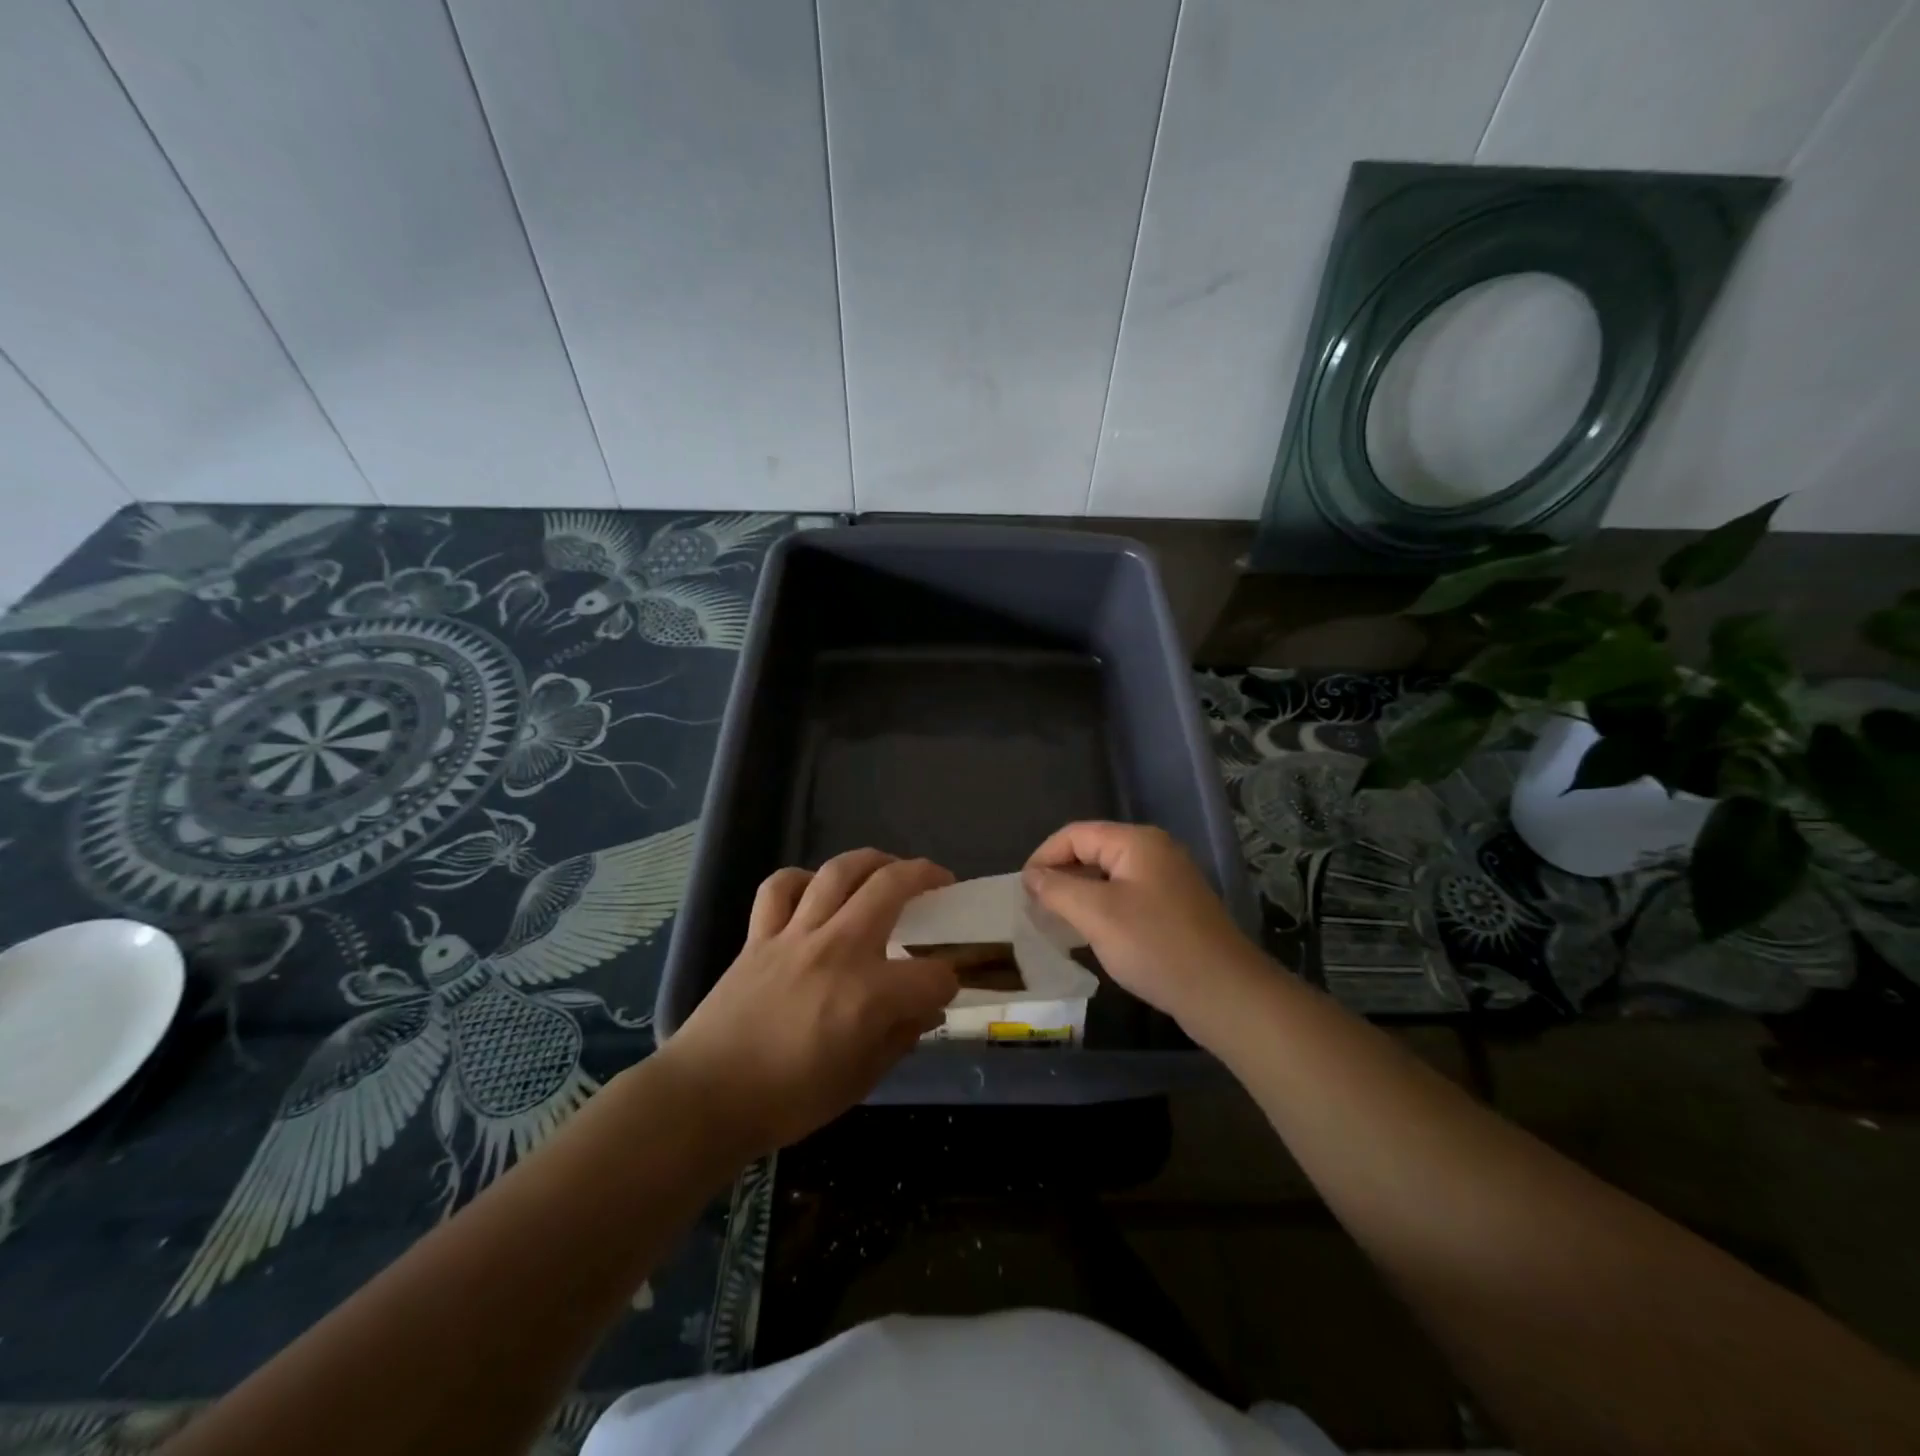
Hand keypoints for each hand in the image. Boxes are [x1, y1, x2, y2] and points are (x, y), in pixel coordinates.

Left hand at [658, 849, 957, 1158]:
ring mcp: (796, 935)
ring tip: (888, 867)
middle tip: (940, 882)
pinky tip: (815, 890)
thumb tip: (925, 1011)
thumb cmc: (788, 1100)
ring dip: (873, 860)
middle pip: (892, 887)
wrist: (706, 1097)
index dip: (947, 982)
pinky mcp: (760, 935)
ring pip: (839, 871)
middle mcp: (838, 950)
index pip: (933, 975)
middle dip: (927, 877)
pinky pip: (780, 887)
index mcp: (869, 995)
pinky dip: (801, 880)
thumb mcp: (859, 1081)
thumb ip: (899, 1038)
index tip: (942, 990)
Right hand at [1023, 822, 1268, 1044]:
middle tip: (1035, 908)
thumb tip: (1032, 876)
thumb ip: (1058, 889)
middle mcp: (1154, 851)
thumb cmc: (1155, 946)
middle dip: (1060, 876)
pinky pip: (1127, 896)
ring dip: (1079, 894)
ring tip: (1056, 922)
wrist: (1224, 993)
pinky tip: (1091, 934)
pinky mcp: (1174, 907)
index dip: (1044, 857)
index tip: (1022, 891)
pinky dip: (1102, 909)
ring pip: (1109, 876)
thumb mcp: (1097, 915)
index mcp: (1136, 841)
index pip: (1075, 834)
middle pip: (1093, 851)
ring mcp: (1168, 879)